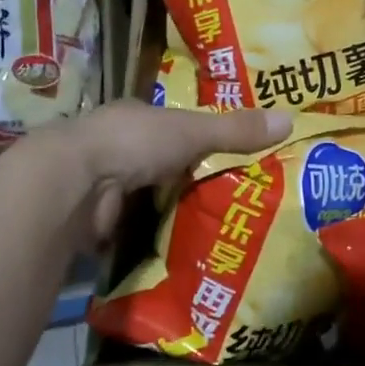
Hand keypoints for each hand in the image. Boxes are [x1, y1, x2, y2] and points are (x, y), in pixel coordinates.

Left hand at [60, 101, 290, 243]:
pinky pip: (133, 227)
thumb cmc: (134, 142)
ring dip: (167, 209)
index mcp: (135, 118)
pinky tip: (178, 248)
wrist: (73, 182)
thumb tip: (291, 119)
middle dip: (185, 178)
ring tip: (213, 228)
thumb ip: (235, 129)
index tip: (225, 154)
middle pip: (159, 162)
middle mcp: (115, 147)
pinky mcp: (97, 219)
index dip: (196, 137)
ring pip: (145, 196)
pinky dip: (150, 235)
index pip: (171, 125)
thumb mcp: (192, 131)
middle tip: (229, 198)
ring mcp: (102, 184)